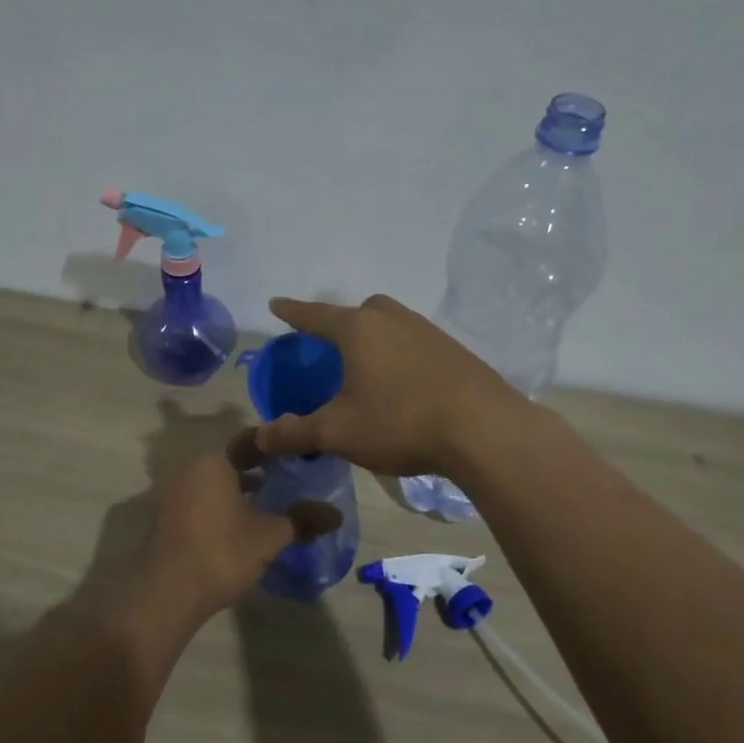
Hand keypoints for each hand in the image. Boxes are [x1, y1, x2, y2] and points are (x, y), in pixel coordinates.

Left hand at [135, 432, 340, 624]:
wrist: (166, 595)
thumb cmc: (220, 554)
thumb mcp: (269, 537)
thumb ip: (302, 520)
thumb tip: (336, 514)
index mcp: (213, 463)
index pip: (251, 440)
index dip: (278, 447)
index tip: (301, 455)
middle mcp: (189, 469)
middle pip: (231, 461)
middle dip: (260, 470)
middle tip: (291, 480)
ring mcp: (172, 493)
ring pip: (215, 482)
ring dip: (240, 490)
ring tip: (271, 504)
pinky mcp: (166, 518)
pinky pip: (200, 500)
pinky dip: (221, 505)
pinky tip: (242, 524)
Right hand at [252, 295, 526, 476]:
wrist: (484, 430)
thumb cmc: (400, 422)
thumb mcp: (338, 432)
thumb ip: (295, 433)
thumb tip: (259, 437)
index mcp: (359, 329)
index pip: (314, 315)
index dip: (292, 312)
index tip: (276, 305)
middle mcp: (393, 319)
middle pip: (358, 312)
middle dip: (340, 324)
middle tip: (329, 346)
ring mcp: (428, 331)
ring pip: (390, 325)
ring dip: (374, 340)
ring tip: (366, 367)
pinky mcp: (454, 350)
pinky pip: (414, 343)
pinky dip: (399, 355)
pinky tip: (403, 383)